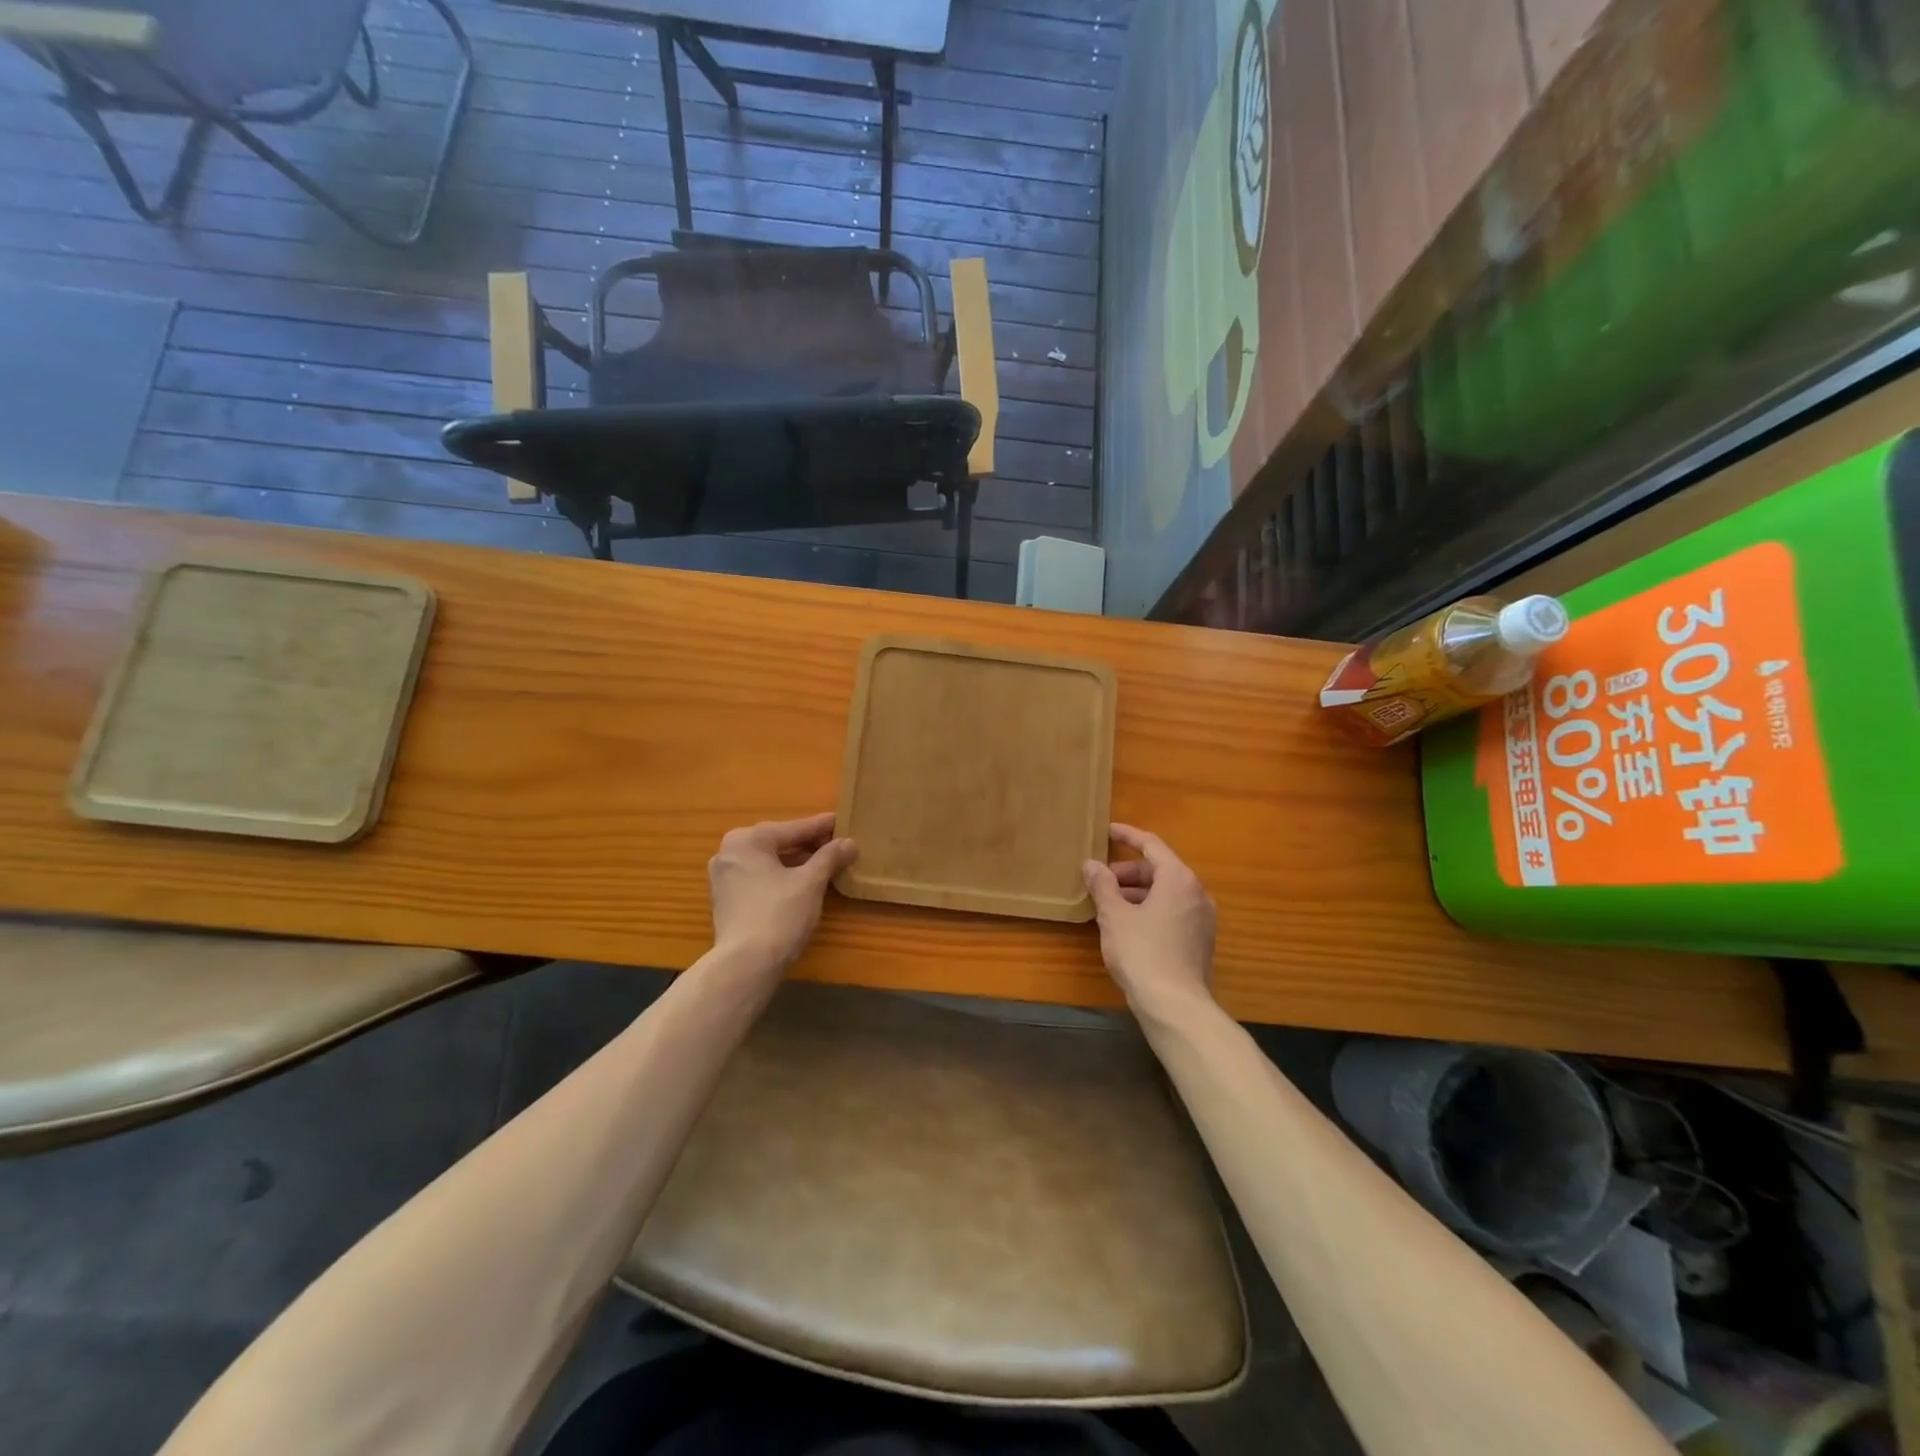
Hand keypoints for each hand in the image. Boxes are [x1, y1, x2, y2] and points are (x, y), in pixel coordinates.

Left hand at [708, 813, 856, 972]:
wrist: (745, 964)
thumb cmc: (779, 914)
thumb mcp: (811, 882)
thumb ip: (829, 857)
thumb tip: (849, 842)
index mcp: (747, 840)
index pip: (792, 829)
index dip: (820, 827)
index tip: (842, 821)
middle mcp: (729, 852)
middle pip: (777, 842)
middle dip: (807, 843)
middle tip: (836, 843)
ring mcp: (723, 878)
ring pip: (768, 862)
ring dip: (795, 861)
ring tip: (823, 863)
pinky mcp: (726, 900)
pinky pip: (759, 878)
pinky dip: (780, 876)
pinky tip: (801, 883)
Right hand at [1083, 823, 1215, 1017]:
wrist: (1176, 1006)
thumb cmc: (1142, 953)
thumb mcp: (1114, 916)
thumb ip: (1103, 885)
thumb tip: (1092, 865)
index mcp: (1179, 879)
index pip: (1151, 845)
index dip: (1127, 835)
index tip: (1107, 831)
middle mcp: (1197, 893)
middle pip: (1159, 870)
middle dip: (1127, 872)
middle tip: (1099, 882)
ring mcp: (1202, 918)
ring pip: (1165, 893)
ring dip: (1136, 893)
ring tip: (1107, 906)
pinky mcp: (1200, 941)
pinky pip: (1172, 912)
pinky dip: (1149, 910)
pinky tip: (1127, 926)